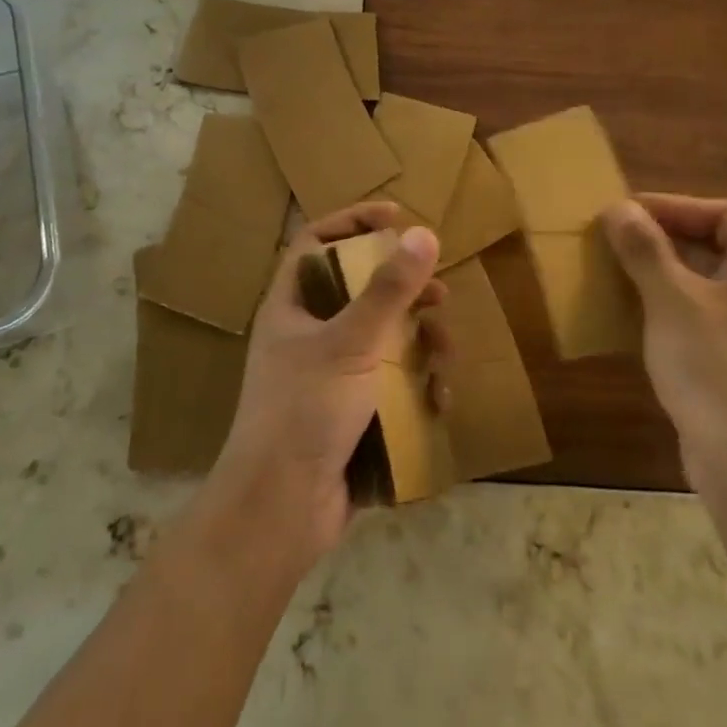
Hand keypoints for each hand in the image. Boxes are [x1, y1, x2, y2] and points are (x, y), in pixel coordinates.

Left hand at [208, 201, 445, 569]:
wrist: (281, 511)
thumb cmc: (304, 410)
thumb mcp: (350, 343)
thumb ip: (389, 289)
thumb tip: (423, 232)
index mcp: (292, 306)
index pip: (317, 243)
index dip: (353, 222)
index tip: (395, 215)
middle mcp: (309, 333)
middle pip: (361, 290)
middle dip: (404, 291)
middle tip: (438, 294)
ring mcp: (331, 375)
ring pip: (384, 338)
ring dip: (420, 342)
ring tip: (445, 353)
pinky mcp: (352, 411)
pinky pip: (391, 382)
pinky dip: (416, 384)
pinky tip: (438, 398)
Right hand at [601, 194, 726, 489]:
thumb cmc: (716, 368)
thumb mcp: (672, 300)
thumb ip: (645, 249)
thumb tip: (618, 208)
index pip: (722, 212)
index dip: (673, 206)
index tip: (626, 212)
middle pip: (712, 244)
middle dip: (660, 238)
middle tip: (612, 240)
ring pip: (702, 283)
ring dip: (658, 273)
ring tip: (612, 272)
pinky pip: (698, 317)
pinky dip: (665, 308)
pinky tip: (629, 317)